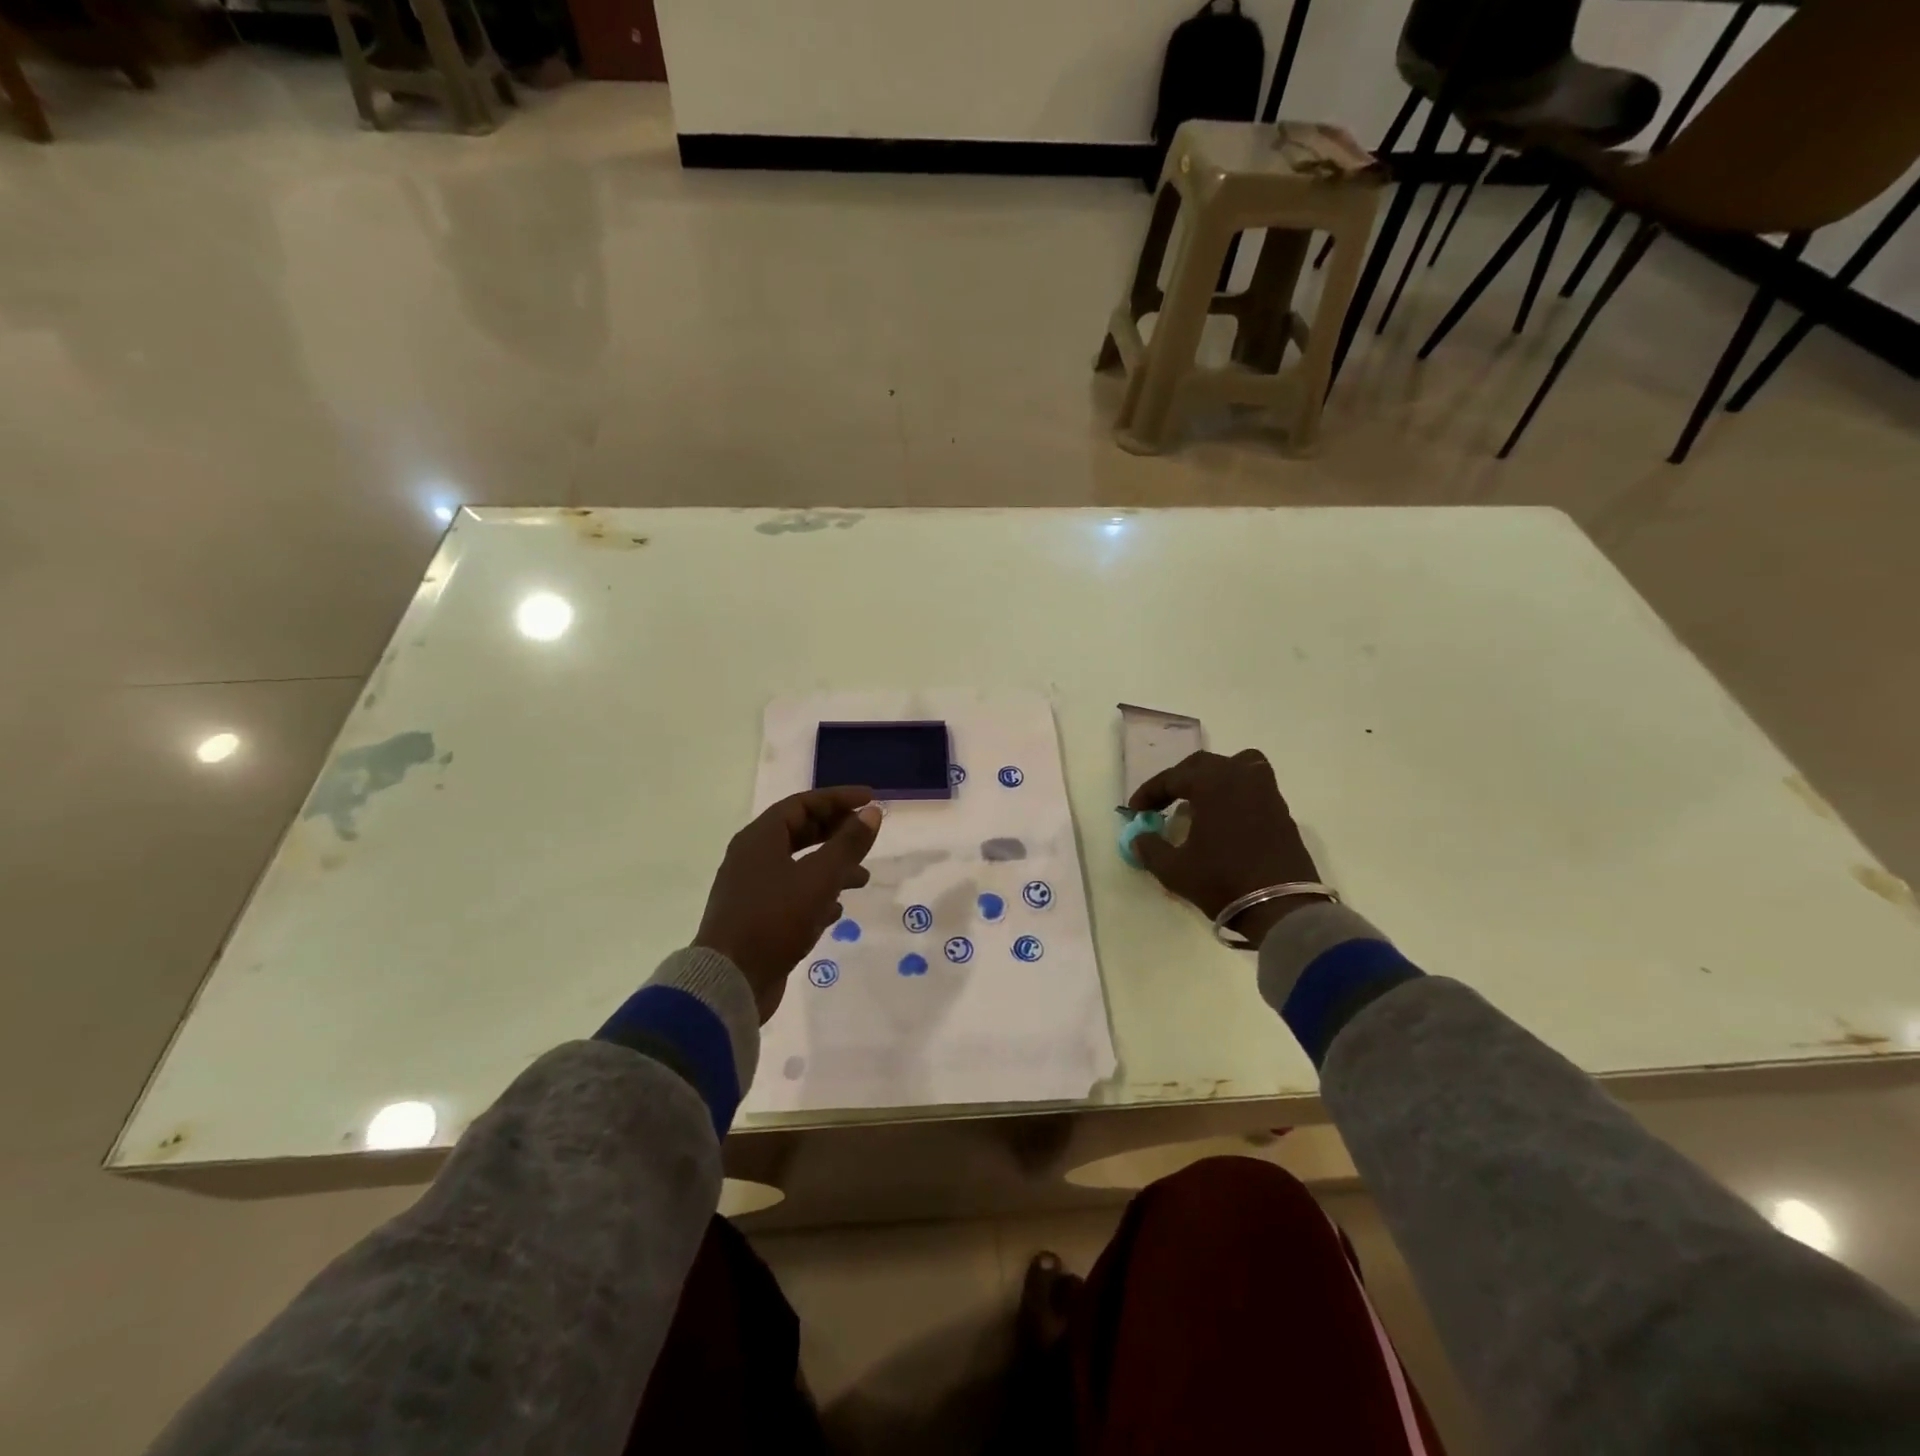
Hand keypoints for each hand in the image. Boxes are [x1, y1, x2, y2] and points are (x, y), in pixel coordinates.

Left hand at [695, 788, 883, 1021]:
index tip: (870, 799)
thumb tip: (872, 812)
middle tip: (867, 834)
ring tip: (863, 878)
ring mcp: (753, 889)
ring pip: (799, 866)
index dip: (838, 798)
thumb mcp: (819, 878)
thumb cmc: (774, 919)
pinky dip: (817, 896)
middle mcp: (753, 858)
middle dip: (836, 832)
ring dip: (832, 867)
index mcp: (760, 839)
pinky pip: (792, 895)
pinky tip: (837, 911)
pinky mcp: (757, 919)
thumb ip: (848, 844)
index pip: (803, 804)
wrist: (730, 982)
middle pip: (800, 832)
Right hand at [1128, 749, 1319, 947]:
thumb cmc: (1222, 881)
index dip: (1149, 792)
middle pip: (1203, 765)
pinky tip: (1223, 819)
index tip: (1135, 811)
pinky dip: (1234, 793)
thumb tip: (1138, 838)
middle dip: (1178, 780)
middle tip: (1162, 803)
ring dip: (1212, 779)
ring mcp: (1266, 792)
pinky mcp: (1282, 811)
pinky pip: (1253, 787)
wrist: (1281, 907)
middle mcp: (1241, 777)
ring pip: (1236, 767)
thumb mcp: (1174, 869)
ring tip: (1198, 802)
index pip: (1172, 777)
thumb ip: (1150, 848)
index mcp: (1213, 783)